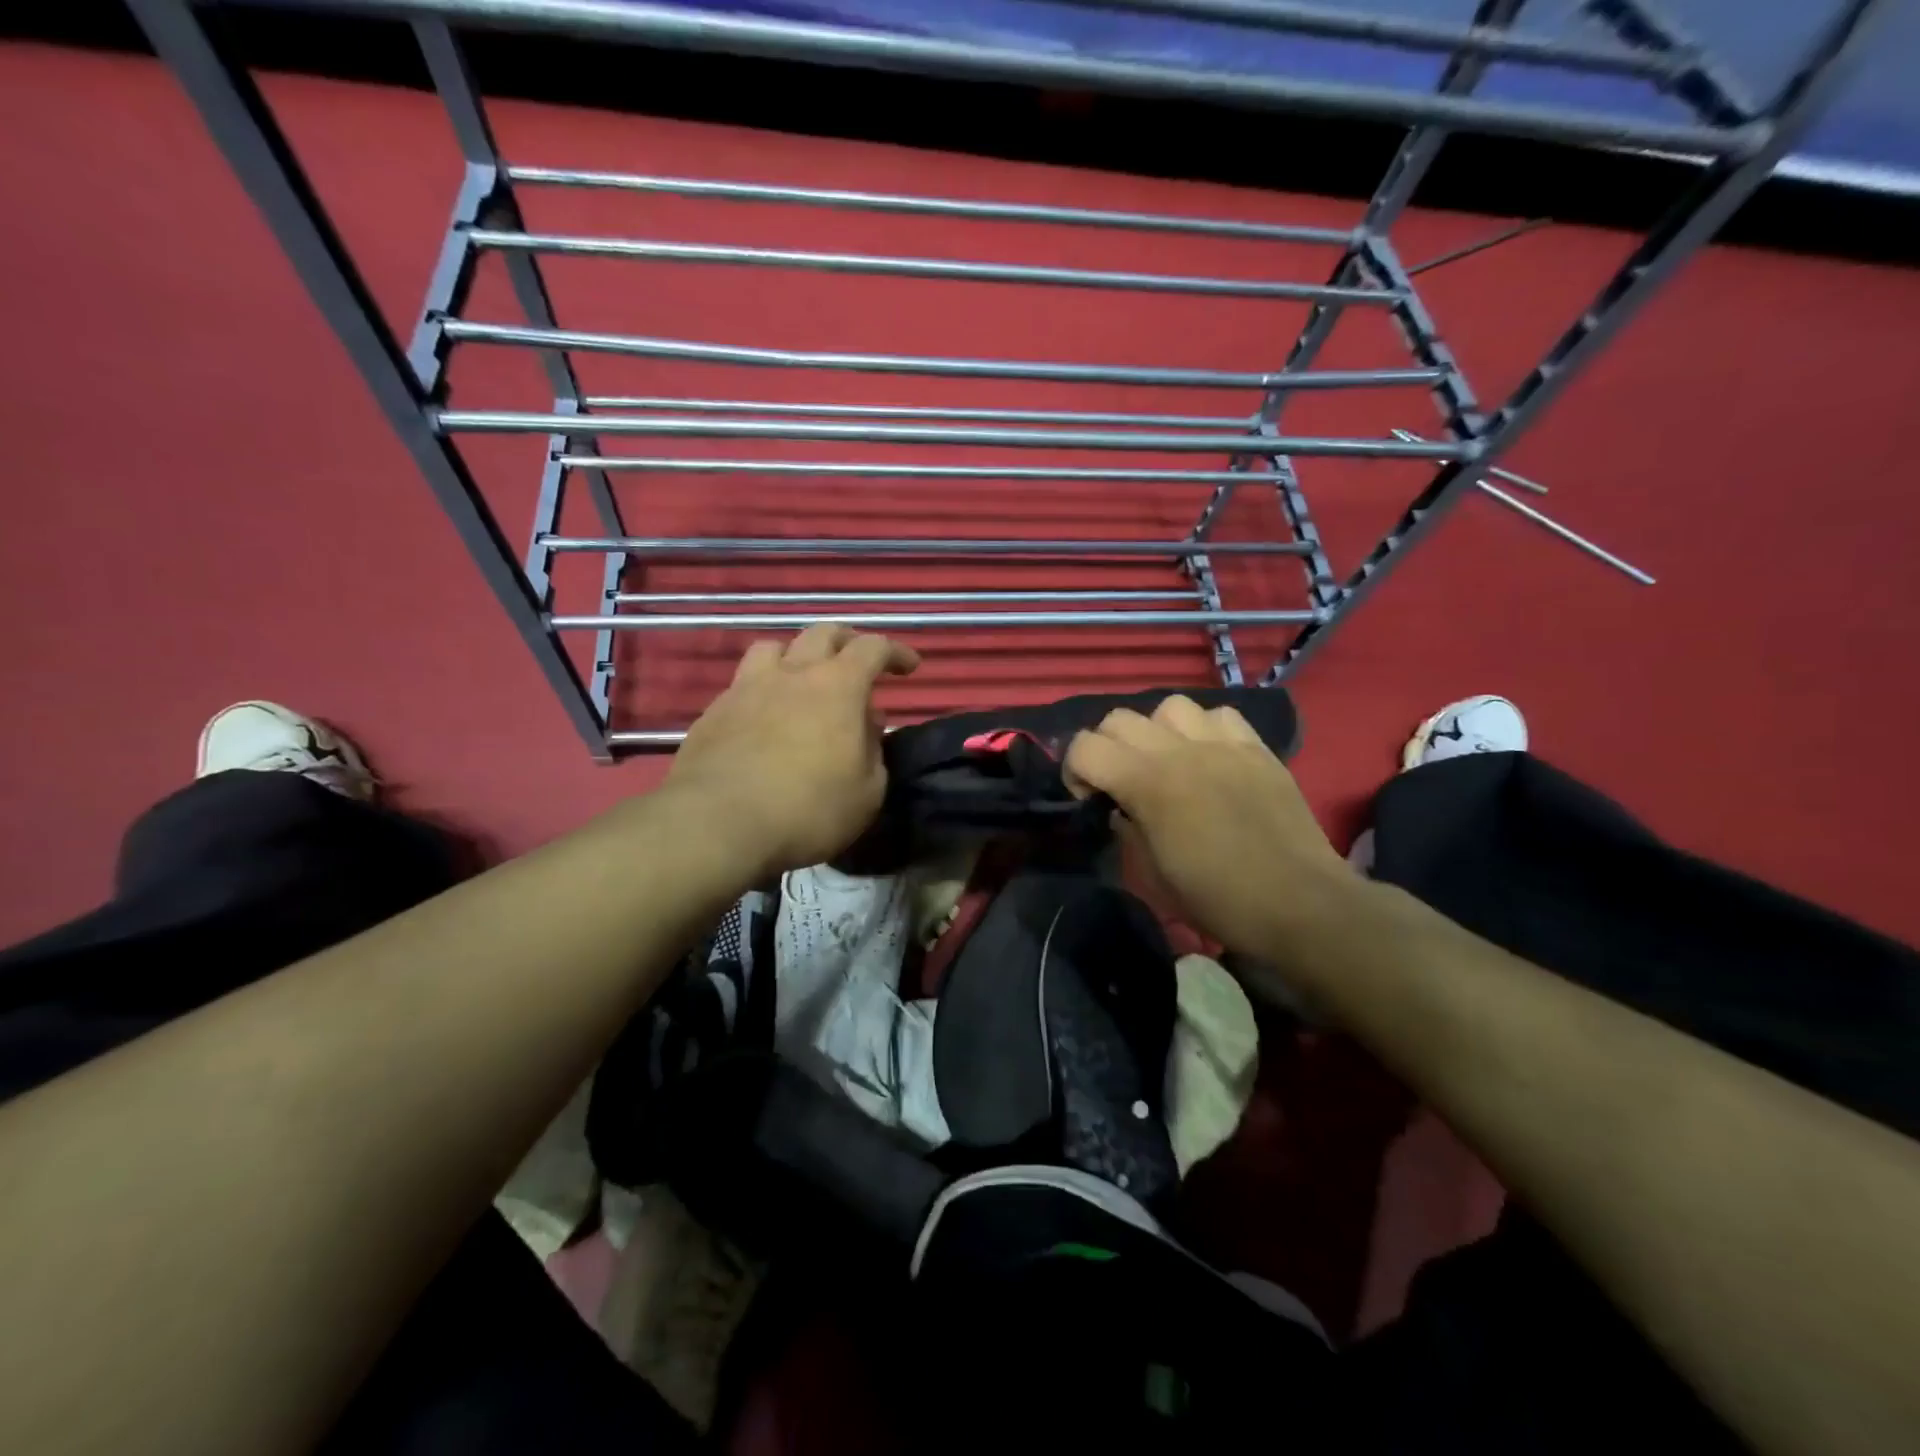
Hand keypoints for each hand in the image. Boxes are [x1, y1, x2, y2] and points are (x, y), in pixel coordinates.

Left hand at [666, 625, 919, 878]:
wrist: (718, 824)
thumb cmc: (808, 809)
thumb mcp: (867, 792)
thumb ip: (873, 751)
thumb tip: (866, 725)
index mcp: (837, 686)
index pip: (872, 648)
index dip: (895, 652)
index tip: (909, 667)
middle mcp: (792, 674)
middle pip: (822, 633)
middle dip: (847, 642)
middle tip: (858, 664)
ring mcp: (746, 688)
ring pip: (773, 648)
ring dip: (795, 657)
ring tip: (802, 681)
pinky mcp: (714, 712)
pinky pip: (743, 685)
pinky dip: (762, 691)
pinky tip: (764, 719)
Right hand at [1063, 695, 1361, 958]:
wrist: (1299, 903)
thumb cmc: (1219, 899)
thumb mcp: (1153, 875)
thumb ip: (1127, 830)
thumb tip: (1121, 809)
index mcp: (1148, 783)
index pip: (1085, 747)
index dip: (1074, 771)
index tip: (1090, 800)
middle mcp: (1180, 751)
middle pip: (1119, 719)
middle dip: (1108, 748)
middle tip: (1121, 782)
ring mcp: (1222, 744)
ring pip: (1169, 706)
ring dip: (1156, 731)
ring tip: (1167, 762)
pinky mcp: (1257, 748)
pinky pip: (1220, 715)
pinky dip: (1204, 729)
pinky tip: (1209, 758)